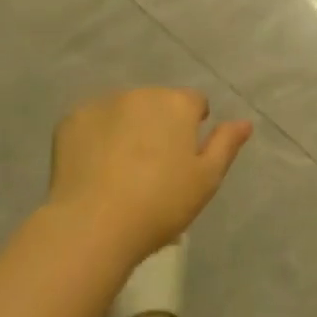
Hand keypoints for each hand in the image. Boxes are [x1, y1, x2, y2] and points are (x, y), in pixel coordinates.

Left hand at [49, 88, 252, 265]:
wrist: (94, 224)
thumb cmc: (160, 205)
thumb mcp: (206, 180)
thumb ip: (225, 145)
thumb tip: (244, 122)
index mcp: (177, 104)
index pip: (194, 103)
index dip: (192, 127)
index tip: (183, 157)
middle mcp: (142, 93)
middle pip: (156, 104)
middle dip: (157, 125)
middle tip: (151, 168)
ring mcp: (104, 102)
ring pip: (122, 111)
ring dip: (126, 128)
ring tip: (119, 171)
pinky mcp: (72, 119)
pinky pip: (90, 123)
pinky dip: (93, 138)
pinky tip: (92, 170)